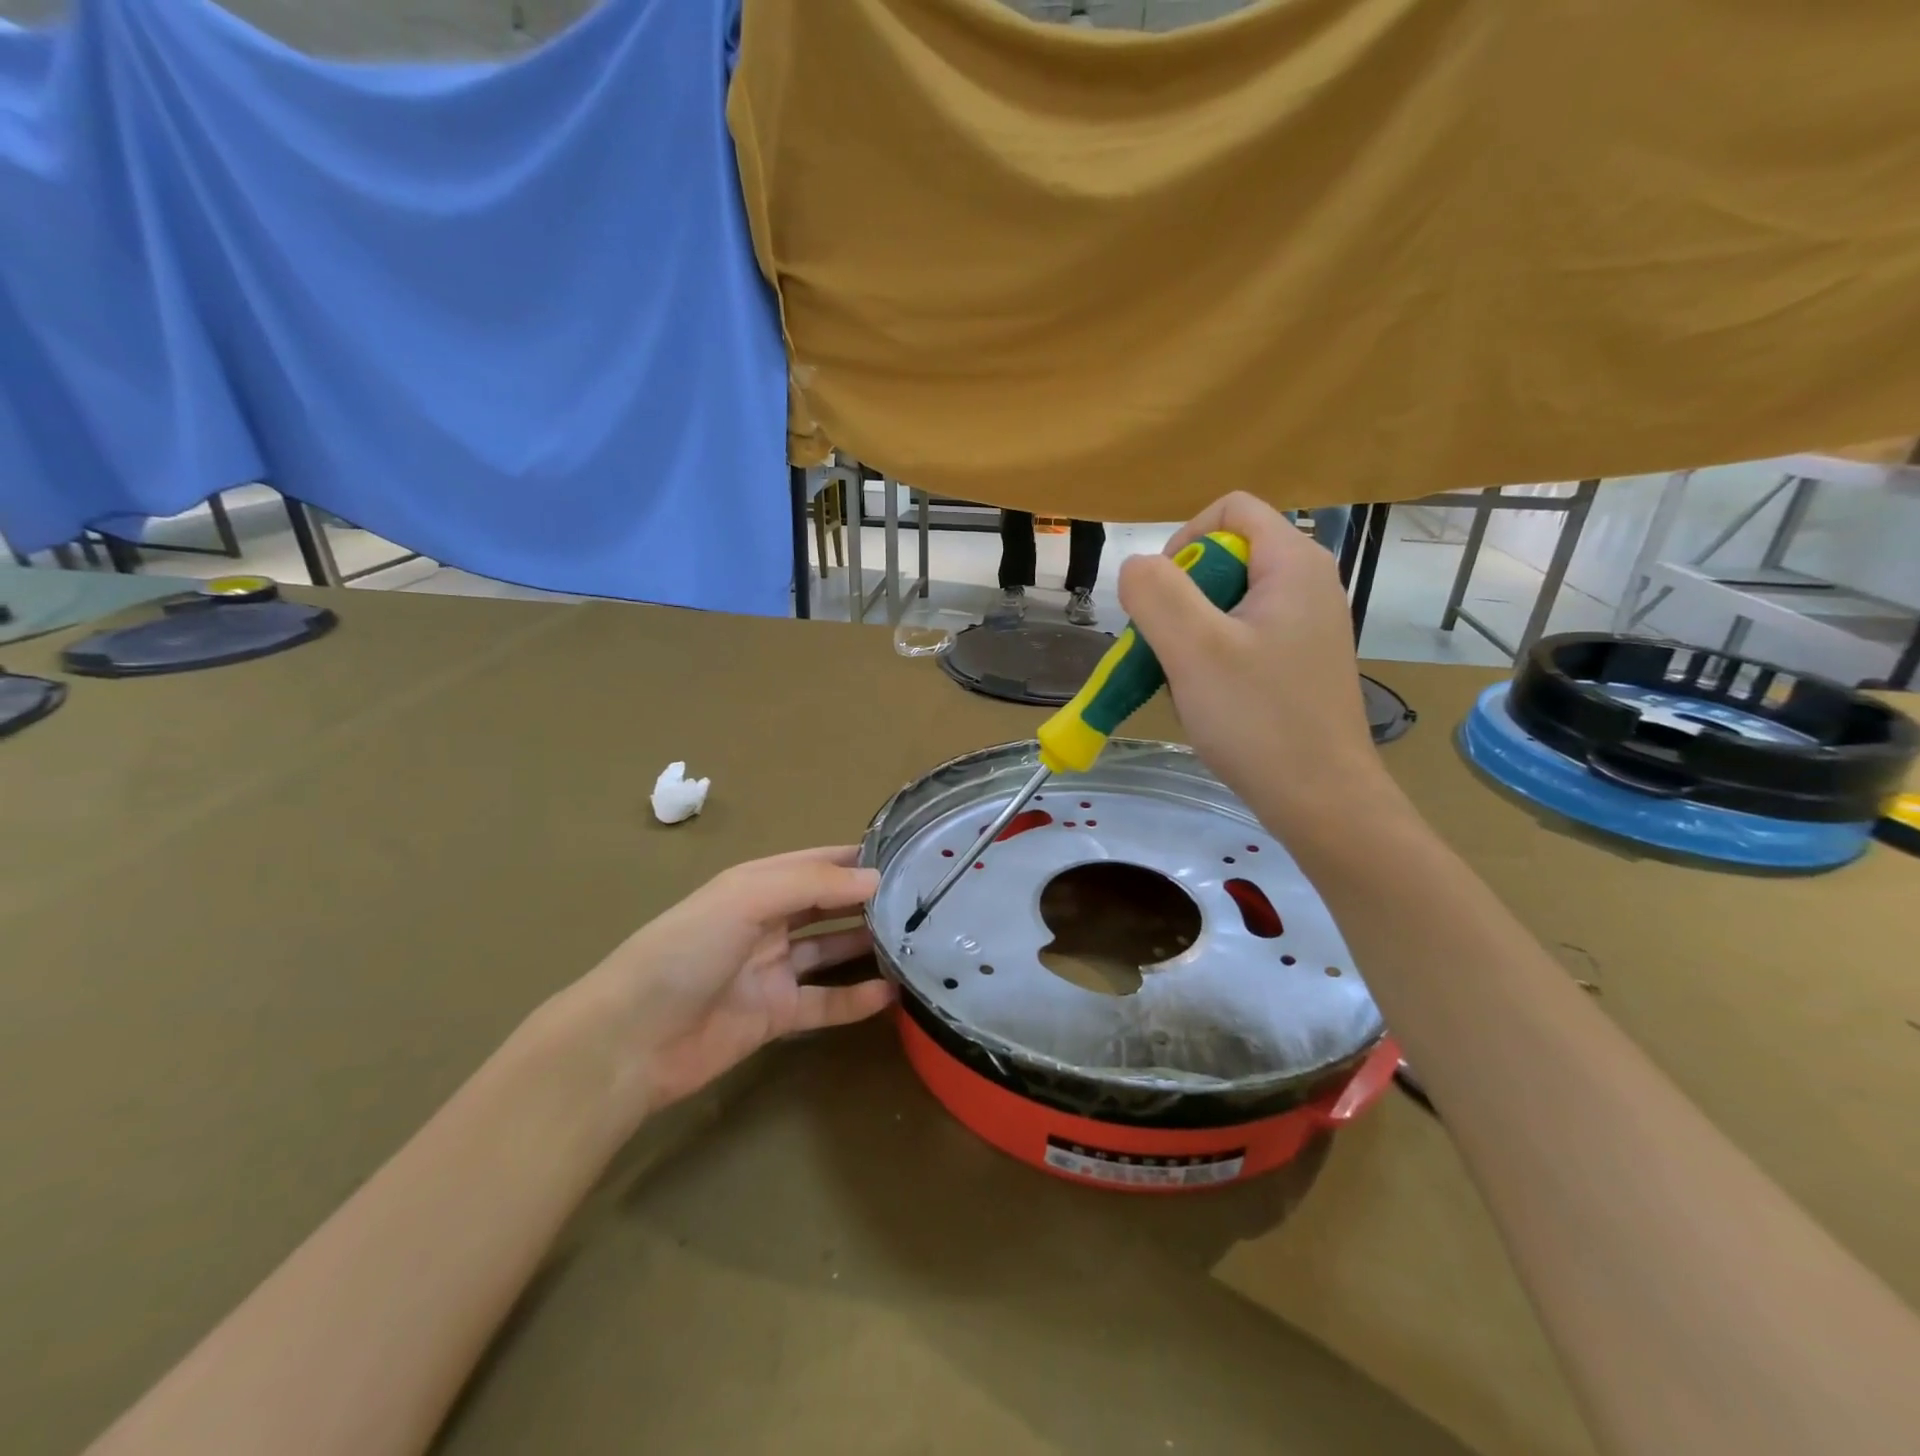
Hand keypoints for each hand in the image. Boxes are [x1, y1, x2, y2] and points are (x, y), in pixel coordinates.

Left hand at [565, 847, 893, 1119]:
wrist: (630, 1041)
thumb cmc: (685, 950)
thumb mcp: (746, 899)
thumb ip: (812, 884)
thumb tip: (874, 877)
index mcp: (755, 885)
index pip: (815, 863)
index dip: (855, 858)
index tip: (906, 856)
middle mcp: (767, 922)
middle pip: (826, 906)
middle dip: (867, 901)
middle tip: (922, 901)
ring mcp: (772, 970)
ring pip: (830, 952)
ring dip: (867, 947)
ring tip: (916, 942)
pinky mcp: (775, 1016)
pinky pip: (825, 1003)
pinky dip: (856, 999)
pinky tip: (892, 995)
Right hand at [1118, 492, 1393, 830]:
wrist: (1320, 800)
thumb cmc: (1258, 719)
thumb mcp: (1194, 649)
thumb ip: (1156, 593)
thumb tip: (1136, 566)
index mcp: (1294, 563)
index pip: (1230, 509)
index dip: (1183, 540)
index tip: (1162, 597)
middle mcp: (1308, 583)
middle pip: (1225, 555)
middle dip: (1181, 596)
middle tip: (1166, 646)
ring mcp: (1307, 625)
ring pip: (1228, 600)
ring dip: (1190, 631)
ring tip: (1182, 678)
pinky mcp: (1299, 661)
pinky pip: (1242, 635)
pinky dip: (1212, 655)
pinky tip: (1205, 696)